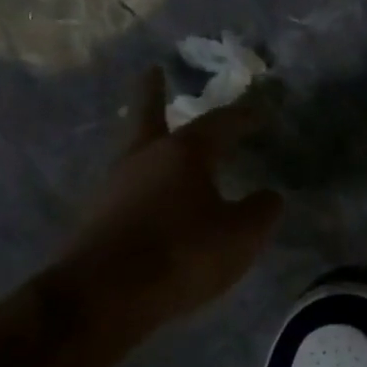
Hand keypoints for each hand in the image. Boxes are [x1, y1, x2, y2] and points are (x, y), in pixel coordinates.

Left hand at [59, 69, 282, 331]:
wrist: (104, 296)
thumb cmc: (181, 254)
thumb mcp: (240, 236)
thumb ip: (261, 212)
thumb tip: (269, 196)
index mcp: (183, 153)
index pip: (219, 123)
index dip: (242, 116)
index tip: (259, 113)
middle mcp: (144, 158)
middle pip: (149, 115)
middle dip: (154, 92)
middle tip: (153, 71)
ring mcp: (114, 186)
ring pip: (135, 152)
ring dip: (148, 141)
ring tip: (158, 142)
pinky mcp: (97, 217)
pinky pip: (126, 188)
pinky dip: (141, 183)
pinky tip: (149, 198)